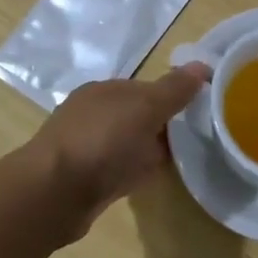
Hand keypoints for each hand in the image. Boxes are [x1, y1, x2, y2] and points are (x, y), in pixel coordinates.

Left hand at [30, 64, 210, 230]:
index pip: (146, 88)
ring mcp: (87, 147)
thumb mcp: (145, 107)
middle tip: (200, 138)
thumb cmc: (101, 141)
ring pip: (129, 143)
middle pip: (138, 116)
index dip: (174, 97)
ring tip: (183, 160)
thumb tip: (203, 65)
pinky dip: (137, 171)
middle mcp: (93, 114)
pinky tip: (153, 179)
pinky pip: (121, 169)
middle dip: (163, 125)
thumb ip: (173, 89)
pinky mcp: (86, 179)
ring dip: (150, 149)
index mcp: (104, 90)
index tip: (202, 112)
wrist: (54, 193)